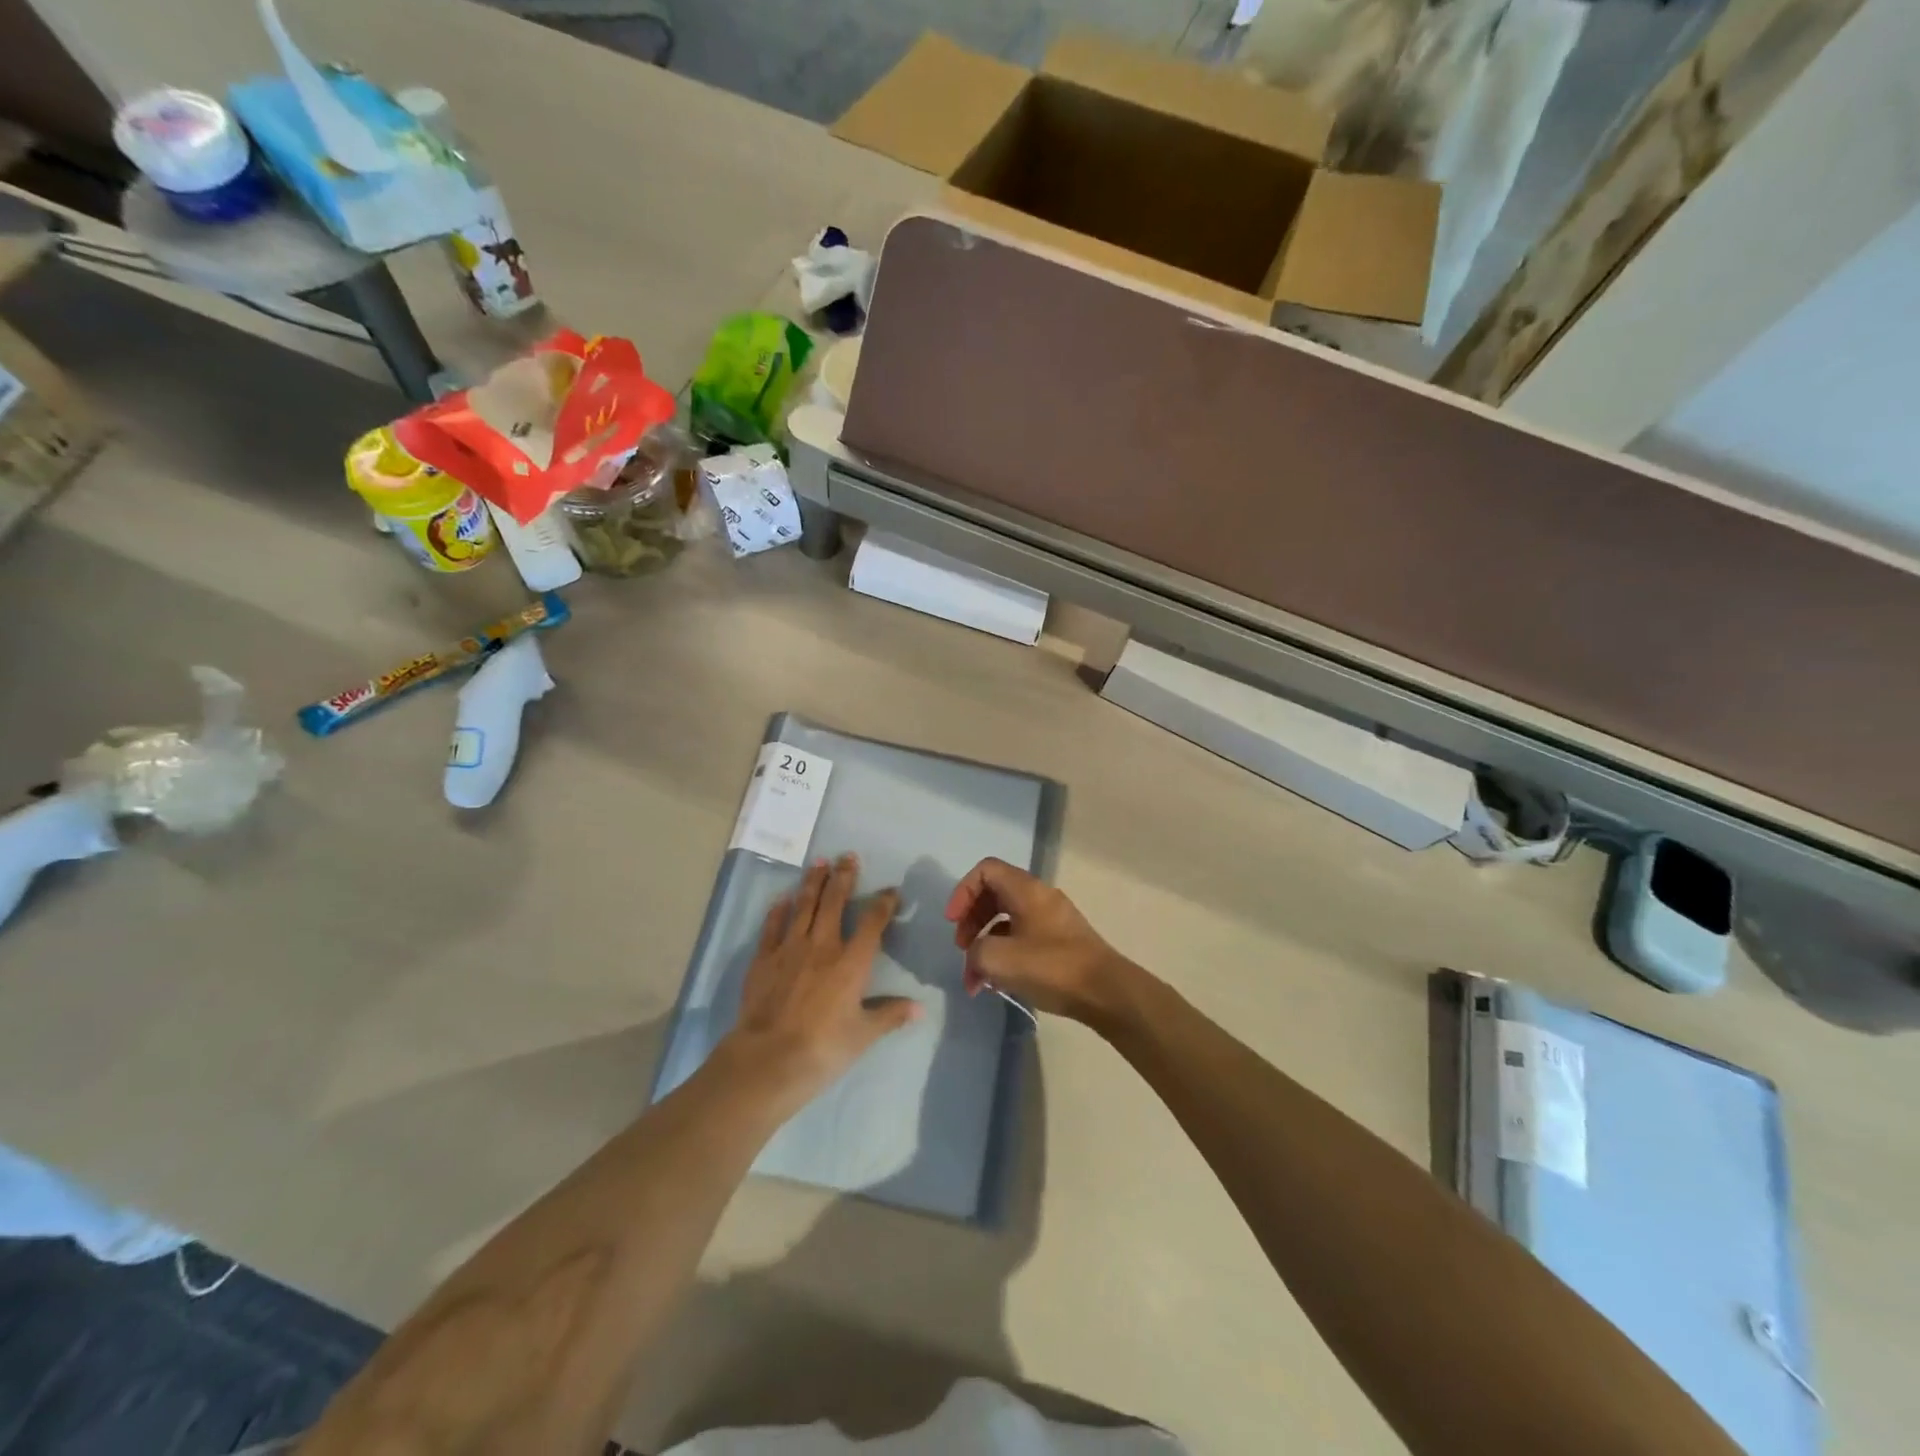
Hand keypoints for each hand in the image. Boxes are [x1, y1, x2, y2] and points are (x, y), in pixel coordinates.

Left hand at [721, 854, 919, 1107]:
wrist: (768, 1059)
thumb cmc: (823, 1048)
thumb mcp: (863, 1035)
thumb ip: (890, 1015)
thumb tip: (919, 1008)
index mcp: (851, 962)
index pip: (872, 922)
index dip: (884, 903)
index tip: (891, 890)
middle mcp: (822, 946)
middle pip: (834, 902)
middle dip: (844, 878)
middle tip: (848, 857)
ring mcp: (790, 949)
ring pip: (804, 906)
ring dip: (813, 882)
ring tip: (819, 862)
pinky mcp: (763, 959)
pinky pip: (772, 926)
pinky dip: (778, 910)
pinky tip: (783, 898)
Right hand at [944, 858, 1132, 1022]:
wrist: (1106, 992)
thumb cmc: (1052, 968)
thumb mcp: (1000, 960)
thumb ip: (976, 952)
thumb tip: (977, 955)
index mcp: (1025, 889)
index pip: (985, 870)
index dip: (963, 892)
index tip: (953, 922)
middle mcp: (1039, 896)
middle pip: (994, 894)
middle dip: (971, 920)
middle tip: (962, 949)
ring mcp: (1052, 918)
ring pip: (1007, 919)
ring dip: (986, 943)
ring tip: (976, 978)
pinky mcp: (1060, 941)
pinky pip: (1022, 936)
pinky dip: (1005, 953)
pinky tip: (997, 983)